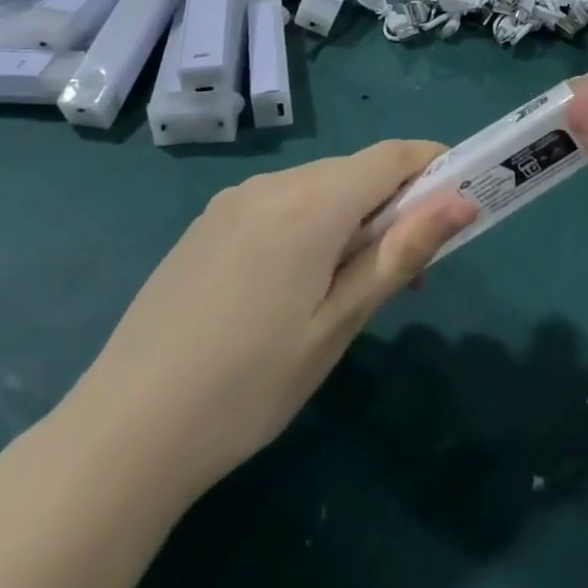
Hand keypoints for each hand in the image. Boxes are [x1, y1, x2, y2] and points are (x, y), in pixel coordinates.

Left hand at [69, 143, 475, 501]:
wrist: (125, 430)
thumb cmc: (250, 385)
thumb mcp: (339, 325)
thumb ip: (401, 254)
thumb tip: (462, 202)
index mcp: (309, 204)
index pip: (391, 156)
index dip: (433, 166)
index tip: (460, 201)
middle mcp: (270, 184)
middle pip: (354, 172)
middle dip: (394, 204)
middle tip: (405, 272)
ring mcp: (231, 201)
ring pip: (315, 187)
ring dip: (350, 217)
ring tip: (347, 289)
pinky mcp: (206, 224)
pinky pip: (278, 204)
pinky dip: (308, 224)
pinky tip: (292, 286)